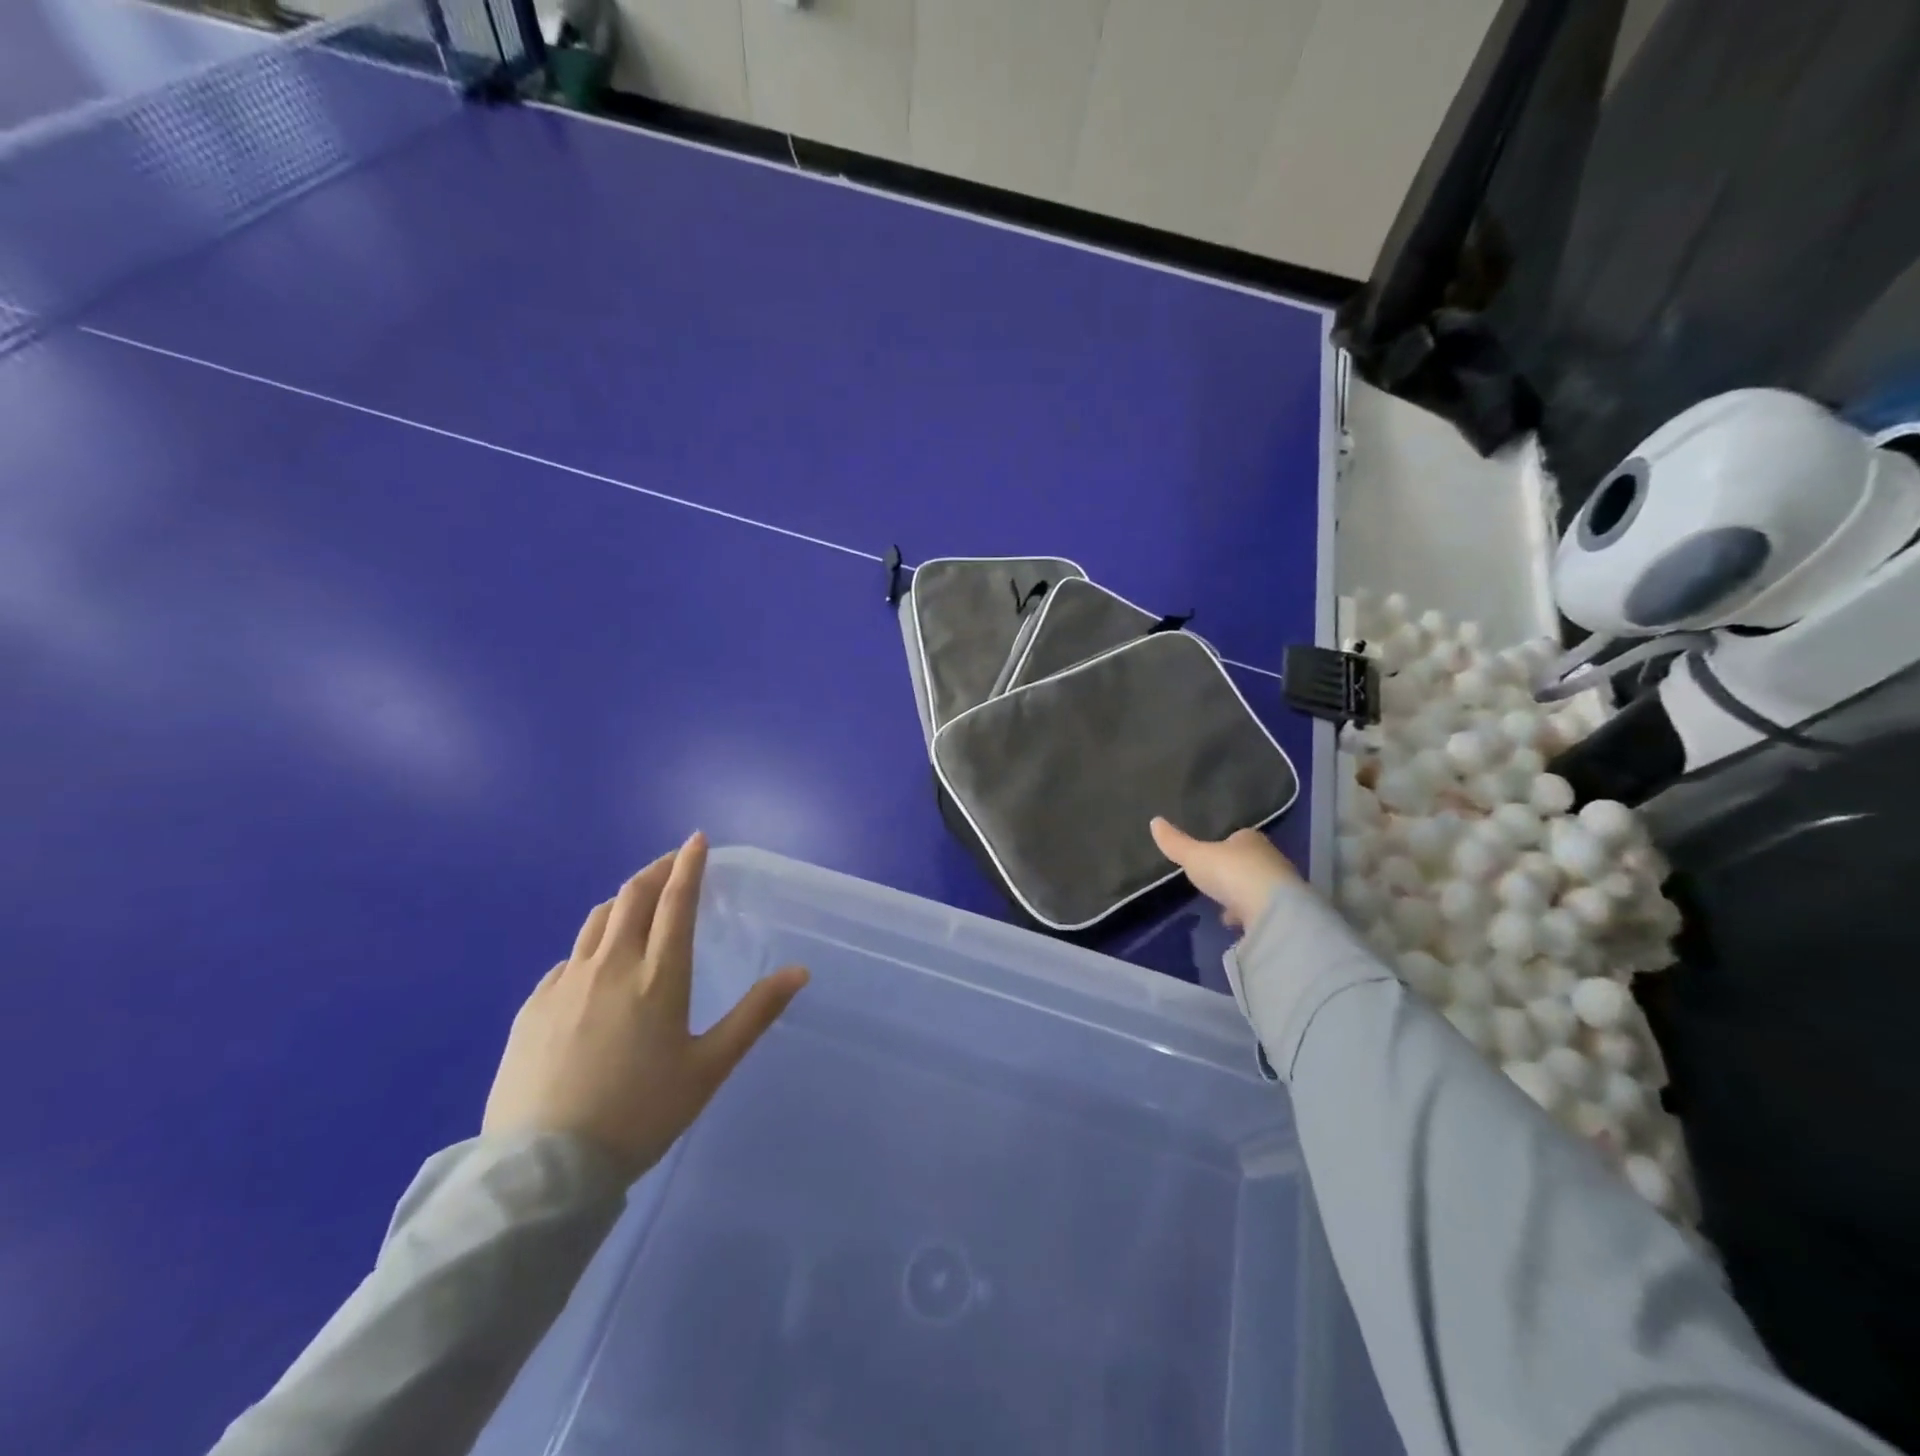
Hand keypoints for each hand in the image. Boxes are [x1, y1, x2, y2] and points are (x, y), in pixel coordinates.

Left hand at [483, 833, 807, 1178]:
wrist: (544, 1169)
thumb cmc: (641, 1115)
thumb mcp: (710, 1067)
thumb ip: (756, 1014)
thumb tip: (800, 971)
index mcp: (659, 975)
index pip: (676, 901)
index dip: (689, 865)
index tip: (697, 840)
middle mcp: (611, 965)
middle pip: (632, 897)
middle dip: (656, 871)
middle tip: (673, 863)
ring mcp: (565, 983)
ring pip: (597, 920)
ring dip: (623, 900)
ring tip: (637, 903)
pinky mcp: (533, 1007)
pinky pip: (568, 958)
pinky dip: (591, 944)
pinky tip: (595, 966)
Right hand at [1150, 817, 1299, 930]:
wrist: (1273, 910)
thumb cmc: (1231, 872)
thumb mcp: (1195, 857)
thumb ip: (1176, 843)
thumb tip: (1154, 821)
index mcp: (1250, 839)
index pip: (1237, 838)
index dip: (1223, 848)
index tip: (1209, 860)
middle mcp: (1270, 858)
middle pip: (1249, 863)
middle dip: (1234, 874)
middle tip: (1217, 886)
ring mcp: (1281, 886)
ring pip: (1258, 887)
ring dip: (1243, 897)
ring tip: (1225, 911)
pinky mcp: (1286, 912)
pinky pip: (1264, 911)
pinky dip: (1251, 916)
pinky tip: (1239, 926)